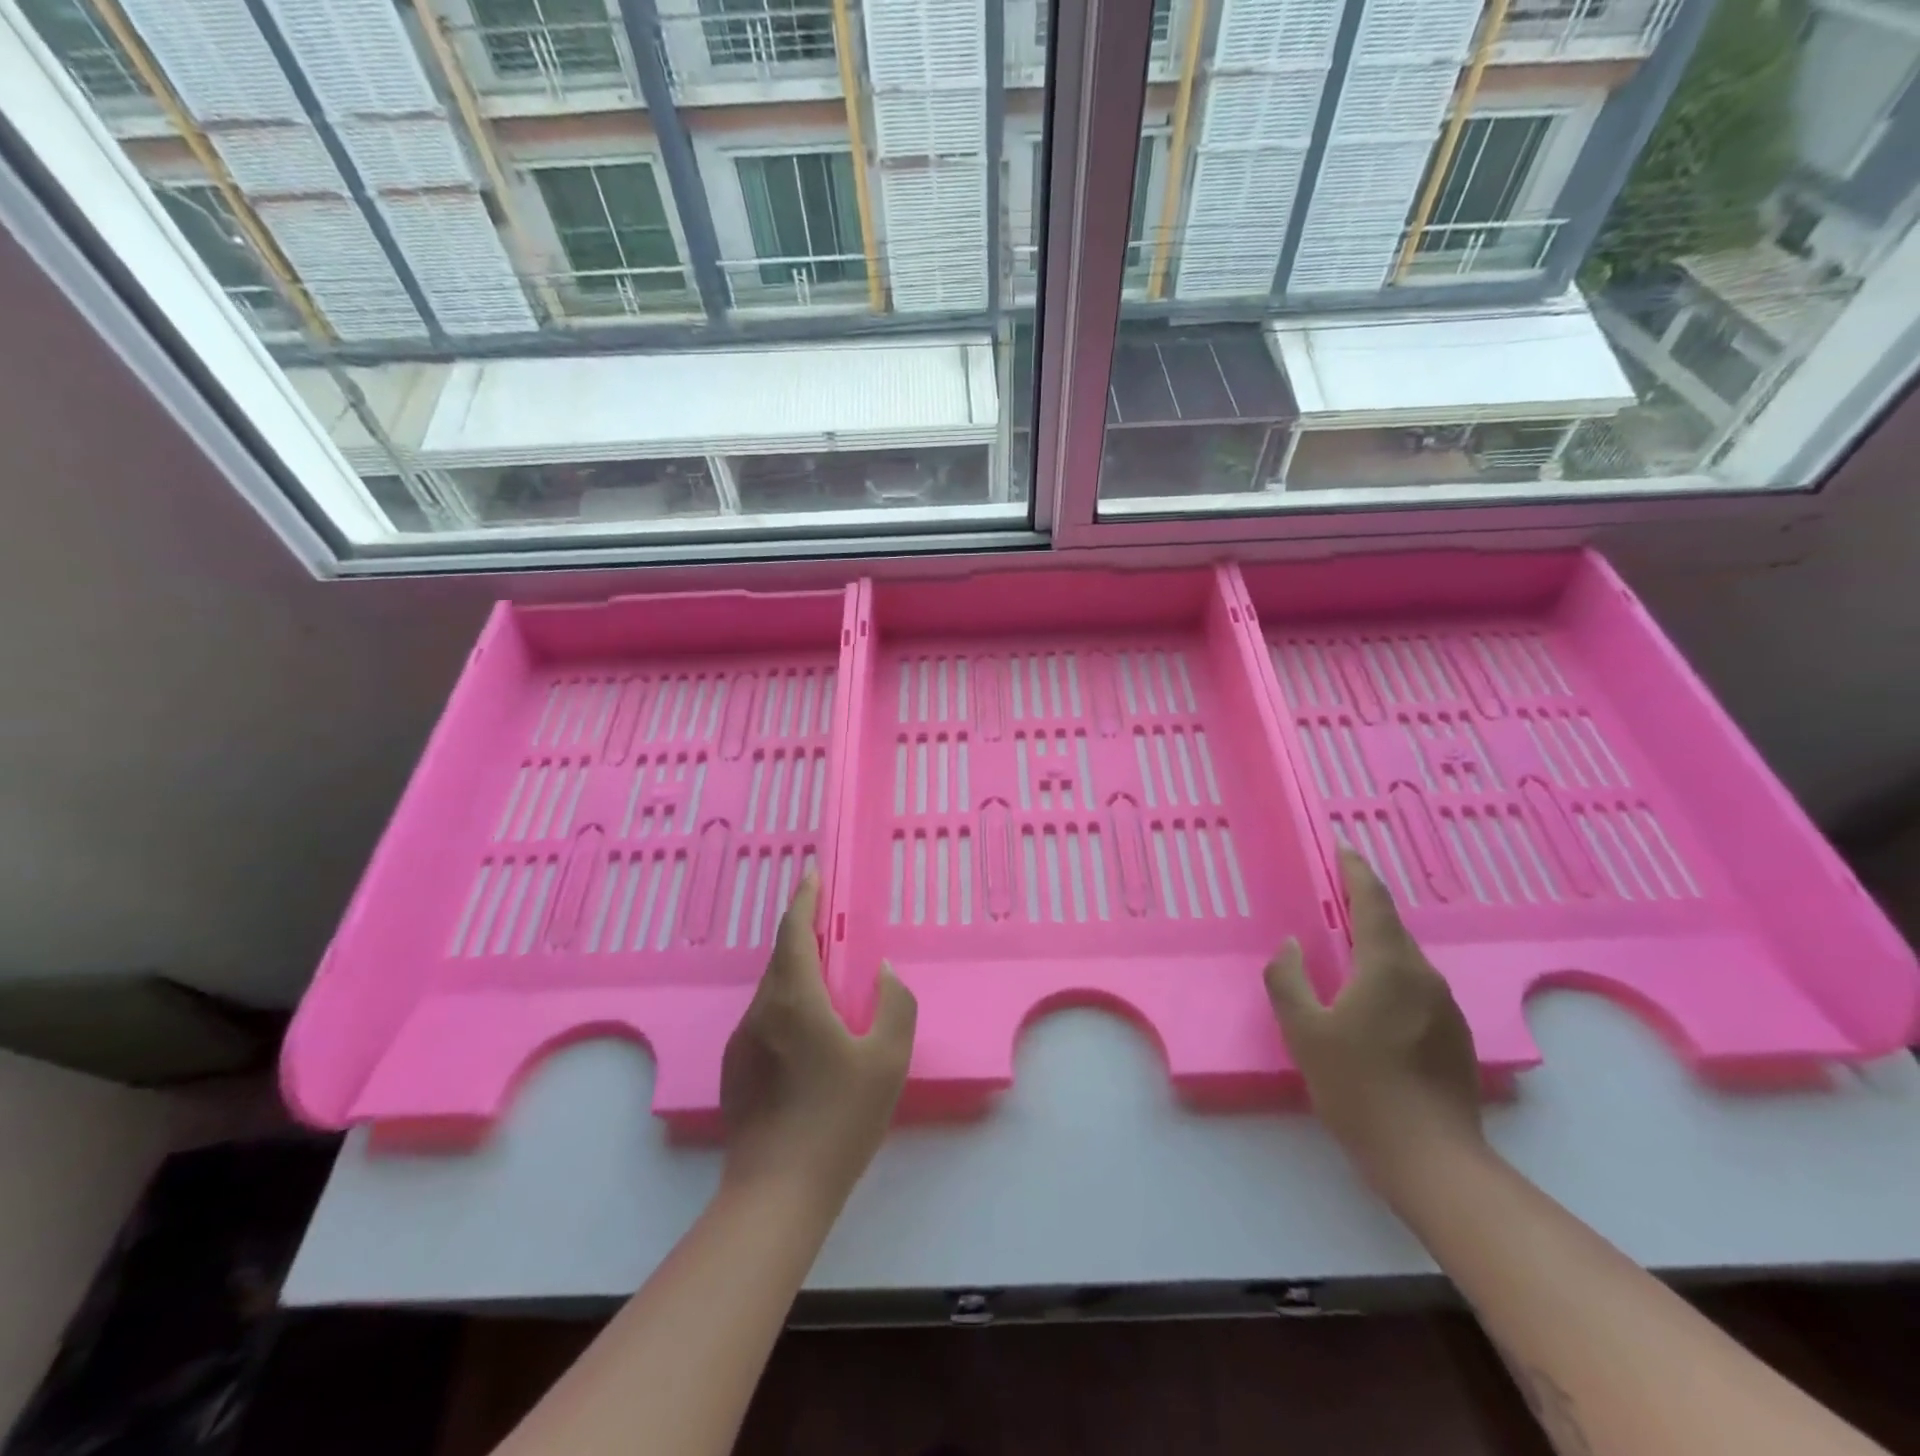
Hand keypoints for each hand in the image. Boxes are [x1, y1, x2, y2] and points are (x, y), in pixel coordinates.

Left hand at [719, 873, 916, 1204]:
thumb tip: (880, 974)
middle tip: (833, 930)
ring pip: (773, 991)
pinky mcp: (735, 1070)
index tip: (813, 875)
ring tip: (831, 989)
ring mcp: (743, 1041)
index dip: (805, 899)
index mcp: (795, 999)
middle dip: (805, 935)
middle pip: (782, 958)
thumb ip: (894, 1004)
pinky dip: (789, 1007)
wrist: (777, 1193)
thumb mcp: (889, 1060)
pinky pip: (766, 1020)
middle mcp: (761, 1011)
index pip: (795, 931)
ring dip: (799, 975)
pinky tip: (811, 1041)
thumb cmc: (839, 1120)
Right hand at [1265, 849, 1483, 1194]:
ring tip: (1344, 950)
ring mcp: (1446, 1009)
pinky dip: (1388, 977)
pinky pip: (1415, 988)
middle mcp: (1424, 977)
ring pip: (1404, 961)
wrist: (1432, 1161)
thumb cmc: (1359, 1088)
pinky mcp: (1455, 1037)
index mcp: (1389, 967)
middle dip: (1362, 907)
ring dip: (1374, 946)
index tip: (1342, 848)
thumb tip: (1291, 946)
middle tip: (1330, 897)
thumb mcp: (1304, 1031)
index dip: (1355, 871)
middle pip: (1390, 928)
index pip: (1372, 902)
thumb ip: (1288, 979)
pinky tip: (1369, 1003)